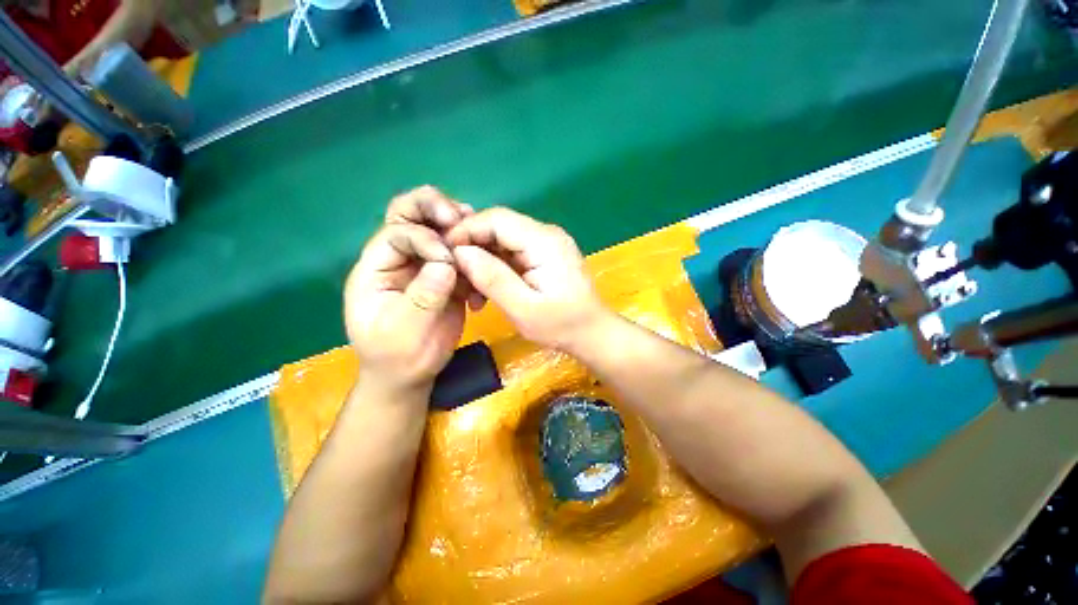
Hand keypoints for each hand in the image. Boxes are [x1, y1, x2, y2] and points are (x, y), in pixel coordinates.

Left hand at [344, 187, 471, 393]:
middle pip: (409, 216)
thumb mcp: (403, 331)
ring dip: (457, 225)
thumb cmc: (397, 357)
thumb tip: (446, 263)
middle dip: (434, 208)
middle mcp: (399, 260)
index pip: (397, 234)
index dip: (424, 239)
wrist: (411, 375)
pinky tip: (484, 257)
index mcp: (376, 269)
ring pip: (436, 230)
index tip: (448, 259)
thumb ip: (422, 296)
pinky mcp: (445, 277)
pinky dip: (471, 250)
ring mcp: (424, 266)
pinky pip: (459, 254)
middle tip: (460, 215)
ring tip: (477, 228)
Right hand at [446, 207, 607, 349]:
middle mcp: (546, 234)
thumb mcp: (522, 308)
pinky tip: (488, 287)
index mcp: (544, 241)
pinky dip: (497, 266)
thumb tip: (460, 252)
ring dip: (484, 260)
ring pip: (504, 240)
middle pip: (499, 227)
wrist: (592, 332)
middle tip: (455, 274)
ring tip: (471, 288)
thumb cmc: (561, 325)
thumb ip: (492, 278)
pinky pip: (514, 252)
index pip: (497, 219)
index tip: (445, 252)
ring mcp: (547, 243)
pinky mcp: (545, 254)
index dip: (467, 230)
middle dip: (473, 247)